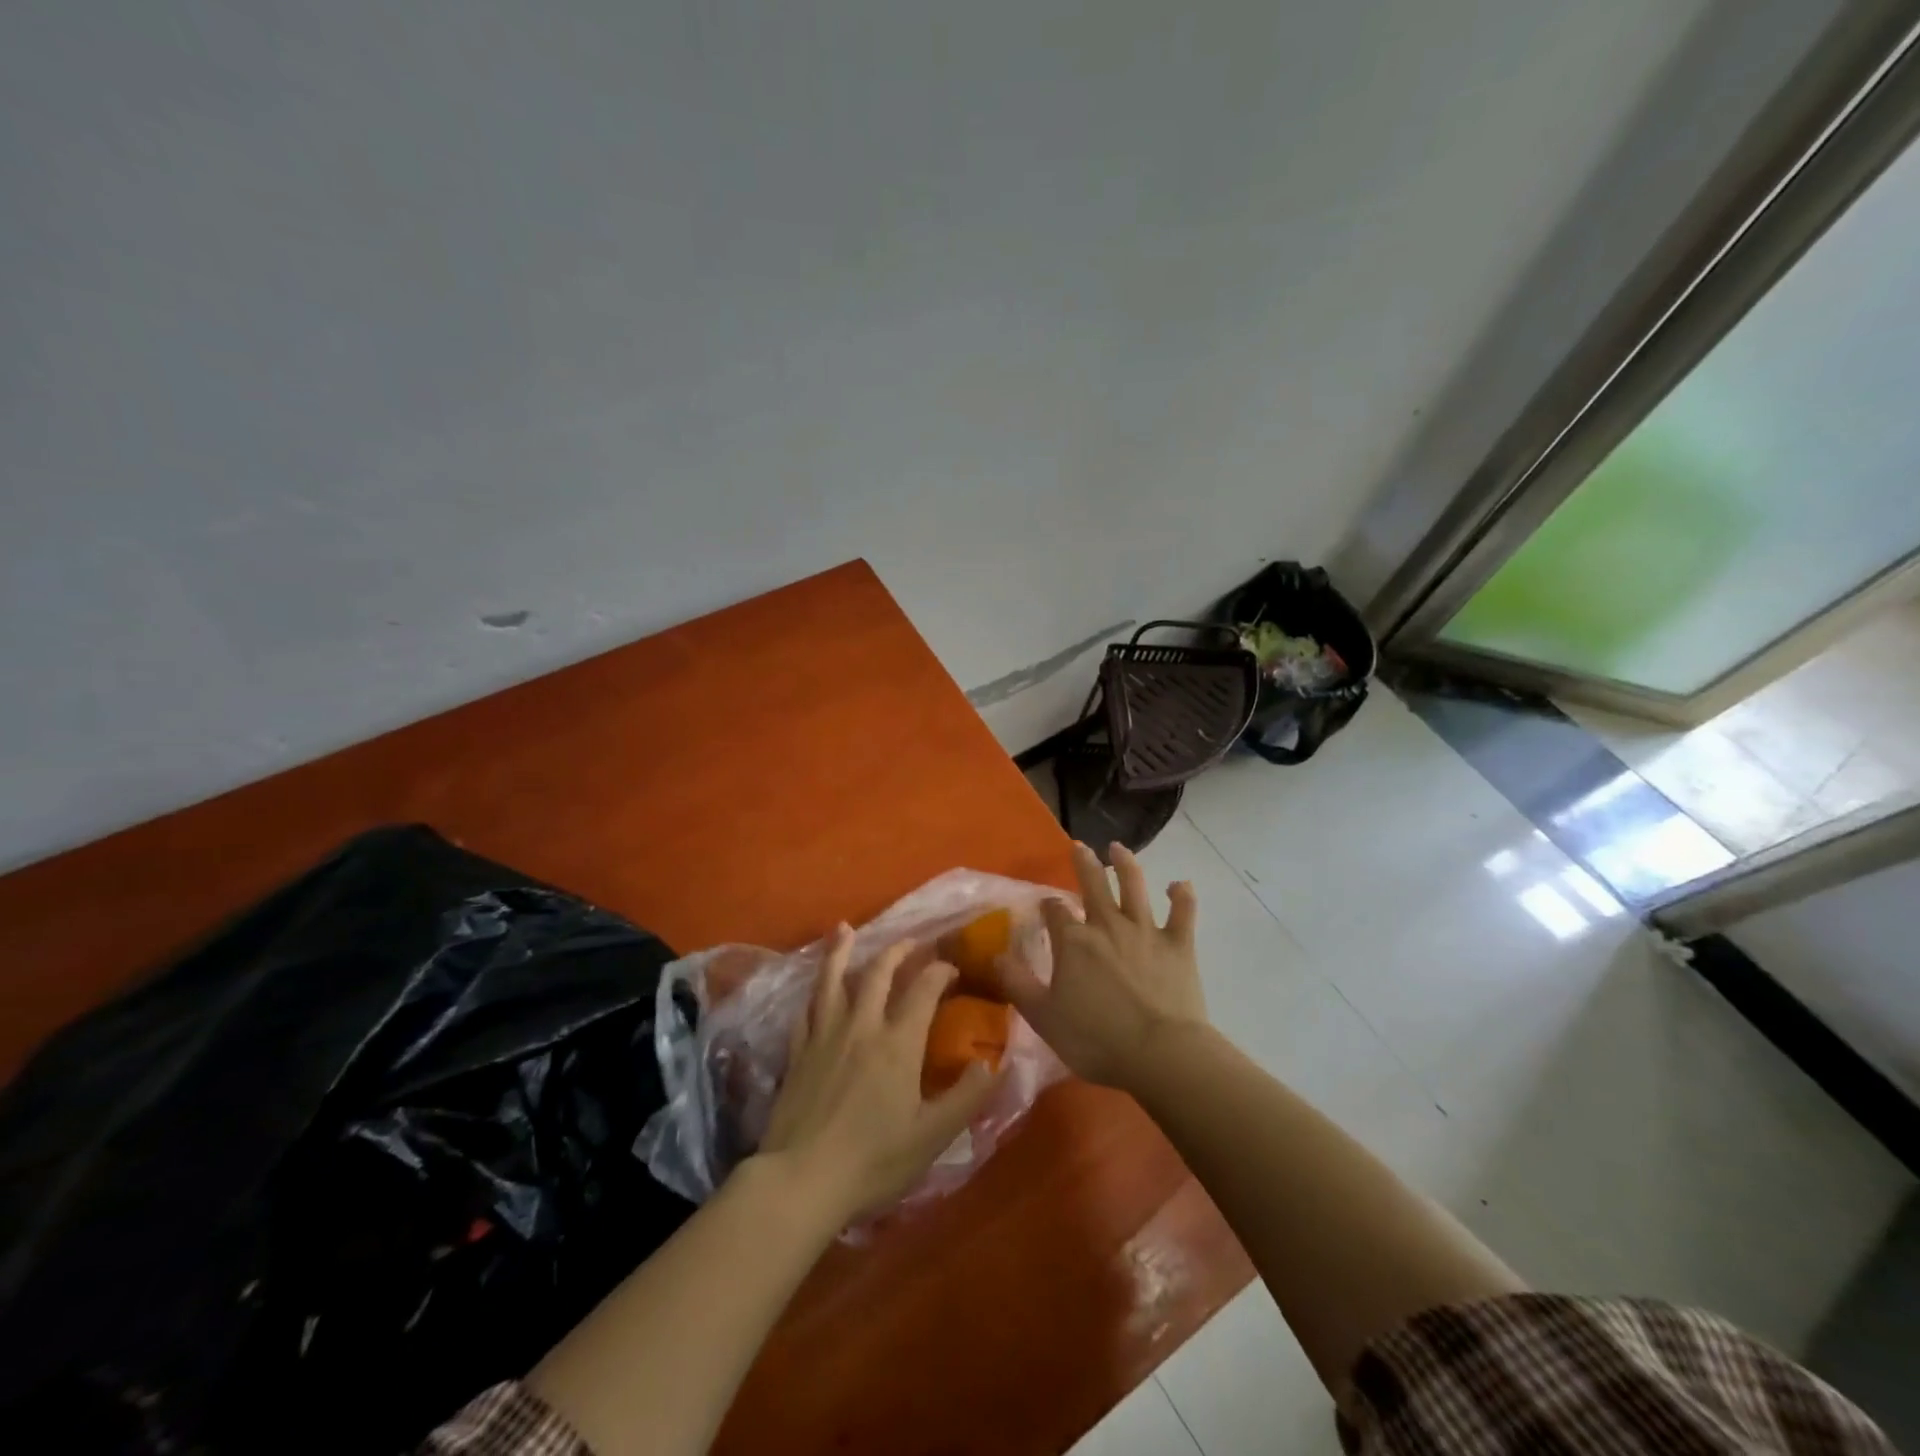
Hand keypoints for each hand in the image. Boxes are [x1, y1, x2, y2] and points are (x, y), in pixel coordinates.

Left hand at [758, 926, 997, 1225]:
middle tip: (912, 941)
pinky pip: (806, 1011)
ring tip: (844, 928)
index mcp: (898, 1041)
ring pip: (833, 980)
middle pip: (879, 972)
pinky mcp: (798, 1053)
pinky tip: (814, 989)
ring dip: (841, 951)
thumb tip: (995, 1061)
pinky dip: (814, 992)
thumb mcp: (933, 1135)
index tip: (953, 967)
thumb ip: (968, 1095)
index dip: (941, 971)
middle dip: (899, 951)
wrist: (802, 1179)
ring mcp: (824, 1036)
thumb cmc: (874, 1159)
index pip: (924, 988)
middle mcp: (861, 1025)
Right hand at [1002, 841, 1206, 1090]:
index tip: (1045, 906)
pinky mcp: (1178, 945)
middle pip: (1094, 885)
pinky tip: (1179, 884)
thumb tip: (995, 956)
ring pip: (1135, 887)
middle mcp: (1108, 925)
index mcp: (1074, 942)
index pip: (1055, 912)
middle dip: (1084, 864)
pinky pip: (1182, 913)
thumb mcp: (1043, 1017)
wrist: (1159, 1054)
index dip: (1048, 906)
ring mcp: (1146, 931)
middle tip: (1080, 846)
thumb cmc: (1096, 1039)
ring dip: (1126, 864)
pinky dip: (1182, 896)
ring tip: (1119, 848)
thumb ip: (1018, 984)